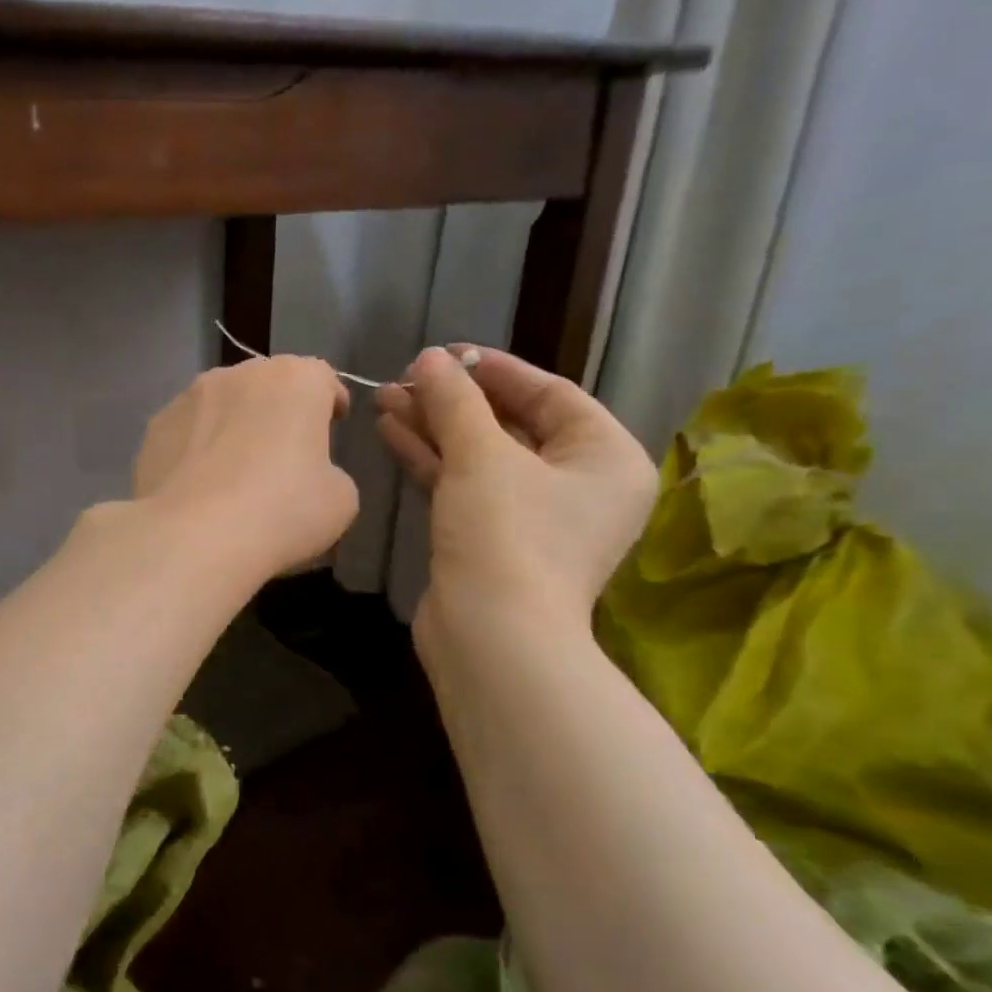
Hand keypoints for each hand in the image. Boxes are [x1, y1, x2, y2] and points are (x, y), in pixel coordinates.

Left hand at [133, 356, 357, 580]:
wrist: (192, 537)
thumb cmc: (281, 511)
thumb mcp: (340, 501)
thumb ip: (330, 474)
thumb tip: (311, 476)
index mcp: (295, 380)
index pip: (321, 378)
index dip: (329, 402)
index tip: (332, 425)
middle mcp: (239, 373)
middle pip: (267, 385)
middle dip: (278, 410)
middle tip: (284, 451)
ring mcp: (189, 397)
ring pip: (221, 404)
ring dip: (232, 425)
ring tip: (233, 468)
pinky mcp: (154, 427)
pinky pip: (186, 432)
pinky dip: (196, 449)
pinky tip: (197, 485)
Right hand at [375, 346, 654, 639]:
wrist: (491, 637)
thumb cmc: (506, 535)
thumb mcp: (481, 456)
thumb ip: (456, 401)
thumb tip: (430, 359)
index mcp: (605, 458)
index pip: (549, 394)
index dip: (493, 369)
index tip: (444, 353)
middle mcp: (578, 485)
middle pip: (510, 425)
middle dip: (453, 401)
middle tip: (405, 377)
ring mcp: (534, 516)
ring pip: (480, 456)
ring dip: (434, 428)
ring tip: (386, 399)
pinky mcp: (493, 539)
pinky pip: (465, 485)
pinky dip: (432, 460)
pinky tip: (391, 432)